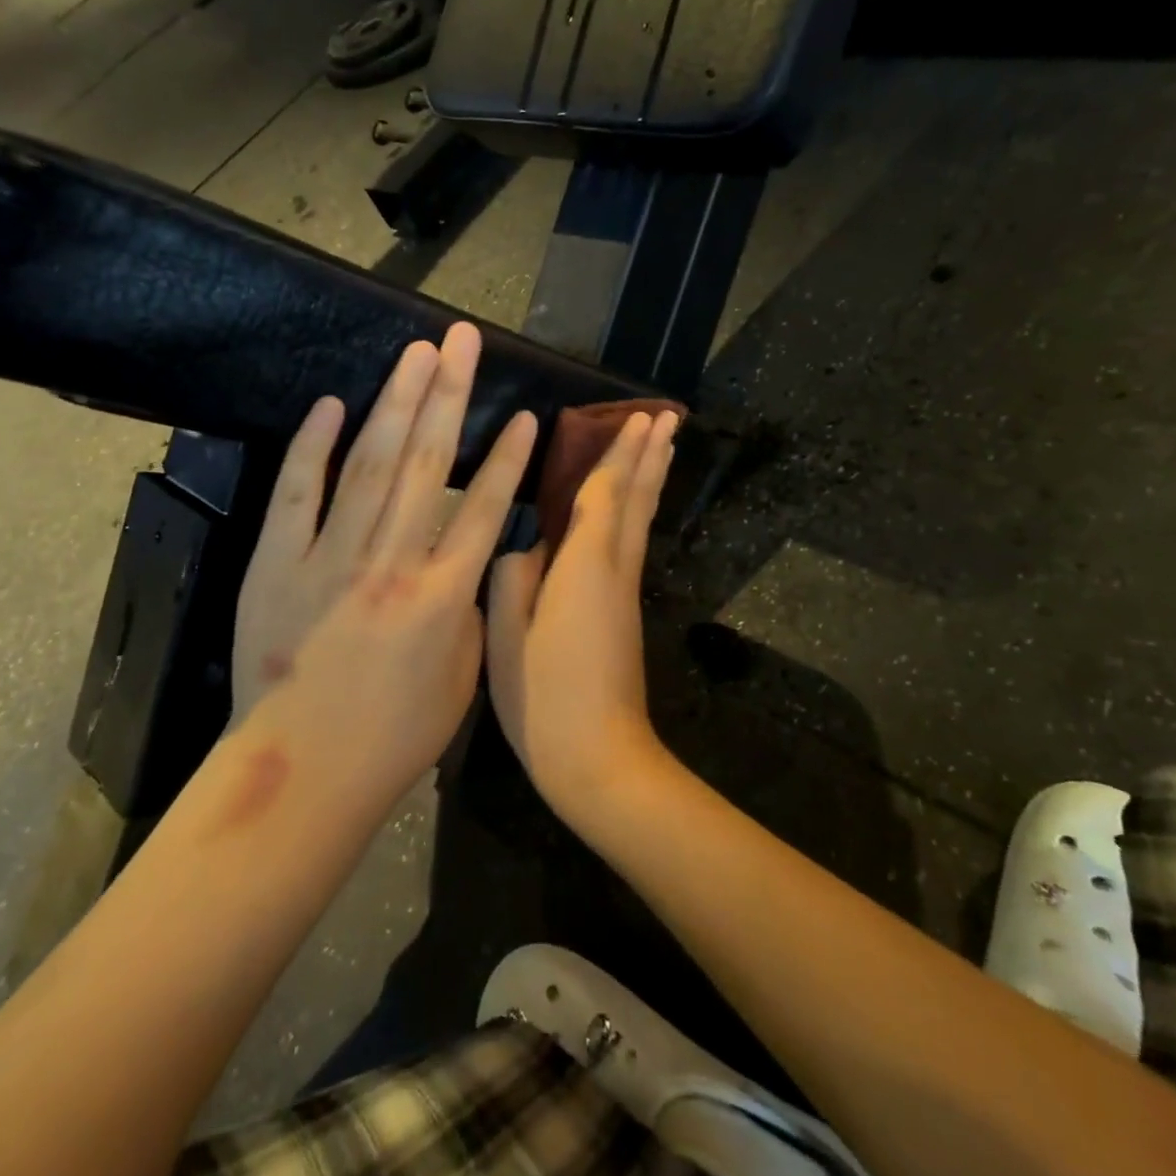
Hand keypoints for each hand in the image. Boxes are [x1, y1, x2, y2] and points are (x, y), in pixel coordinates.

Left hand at [232, 324, 535, 796]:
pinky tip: (334, 404)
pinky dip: (314, 446)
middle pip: (428, 462)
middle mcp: (391, 562)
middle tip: (461, 339)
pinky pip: (298, 494)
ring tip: (417, 353)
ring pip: (370, 464)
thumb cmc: (394, 737)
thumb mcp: (463, 680)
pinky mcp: (278, 563)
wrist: (303, 771)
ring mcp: (330, 558)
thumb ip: (471, 612)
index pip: (485, 508)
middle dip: (449, 393)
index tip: (524, 412)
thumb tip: (469, 564)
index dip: (508, 457)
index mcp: (443, 595)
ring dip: (396, 402)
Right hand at [487, 408, 679, 827]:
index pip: (605, 492)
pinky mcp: (623, 614)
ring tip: (664, 446)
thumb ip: (513, 577)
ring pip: (641, 520)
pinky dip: (638, 511)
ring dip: (651, 479)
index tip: (638, 415)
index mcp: (586, 564)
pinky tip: (632, 510)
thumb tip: (526, 546)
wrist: (599, 759)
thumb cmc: (545, 695)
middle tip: (667, 417)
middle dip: (650, 455)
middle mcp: (615, 568)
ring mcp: (624, 592)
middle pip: (637, 500)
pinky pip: (633, 543)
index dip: (618, 451)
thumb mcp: (508, 635)